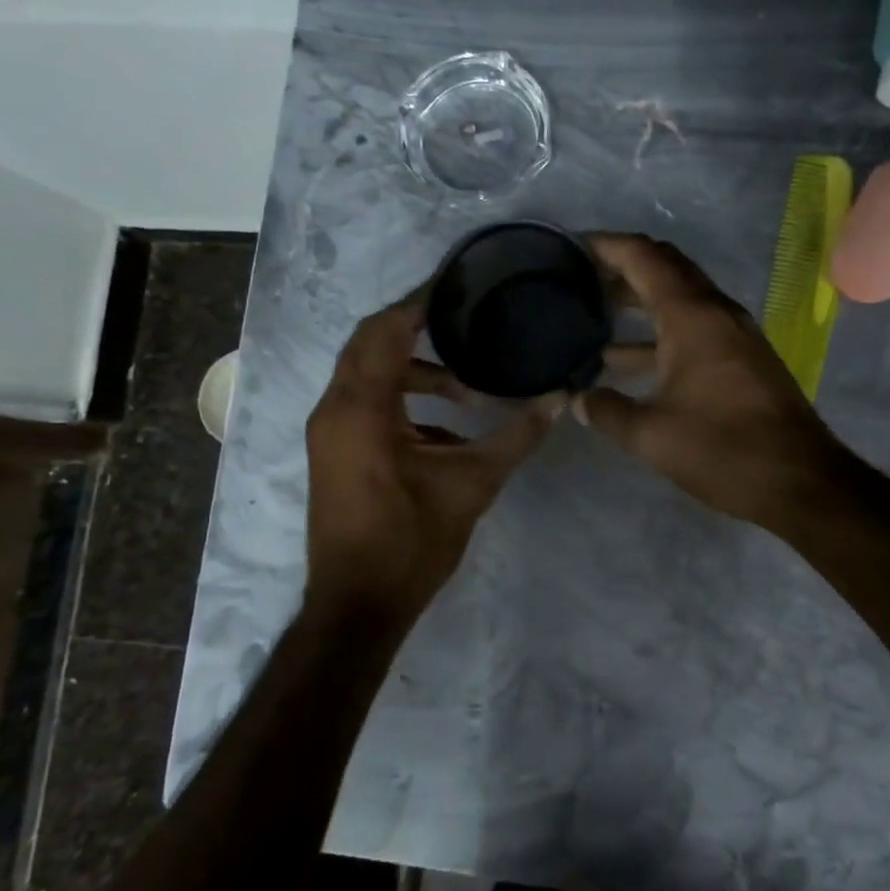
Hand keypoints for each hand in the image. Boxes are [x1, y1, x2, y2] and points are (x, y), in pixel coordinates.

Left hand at [305, 288, 558, 619]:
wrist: (356, 607)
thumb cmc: (410, 542)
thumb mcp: (472, 484)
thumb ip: (516, 436)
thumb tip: (560, 398)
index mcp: (361, 407)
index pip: (386, 329)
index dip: (420, 302)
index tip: (456, 282)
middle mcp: (335, 408)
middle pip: (370, 342)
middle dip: (415, 326)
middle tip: (464, 317)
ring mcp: (329, 431)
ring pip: (367, 374)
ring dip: (413, 369)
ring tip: (467, 386)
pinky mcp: (334, 450)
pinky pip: (365, 402)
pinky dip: (402, 398)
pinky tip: (445, 425)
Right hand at [575, 234, 851, 533]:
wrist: (800, 480)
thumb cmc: (722, 449)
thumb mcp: (651, 435)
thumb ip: (607, 411)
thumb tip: (577, 400)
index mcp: (691, 315)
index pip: (644, 257)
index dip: (607, 245)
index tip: (571, 247)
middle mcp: (715, 310)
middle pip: (666, 266)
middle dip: (623, 266)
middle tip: (581, 277)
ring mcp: (734, 332)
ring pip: (681, 296)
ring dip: (641, 299)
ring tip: (596, 314)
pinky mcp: (743, 356)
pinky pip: (695, 323)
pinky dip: (661, 329)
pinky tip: (630, 359)